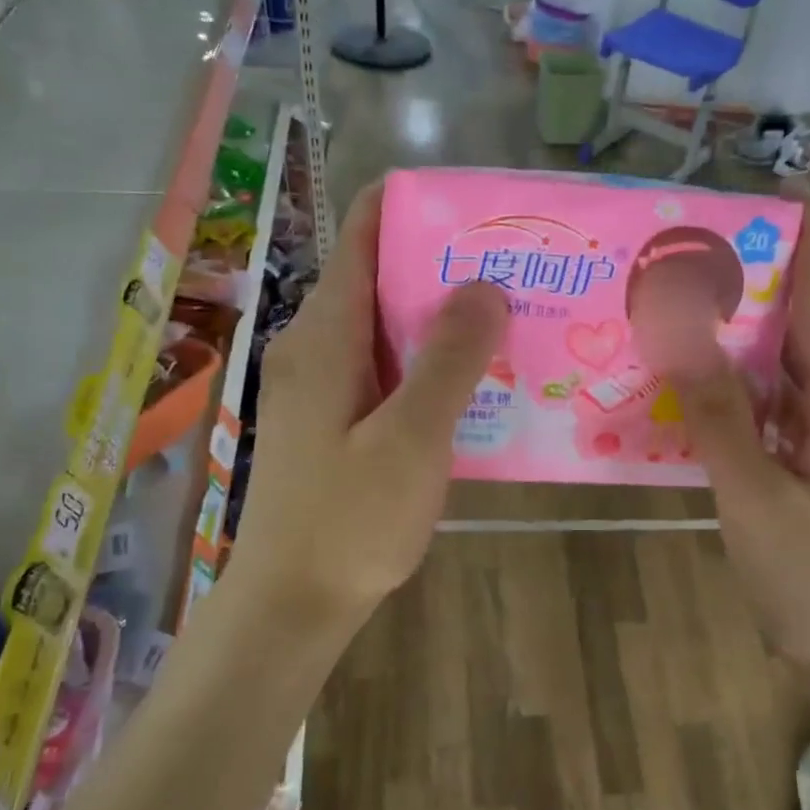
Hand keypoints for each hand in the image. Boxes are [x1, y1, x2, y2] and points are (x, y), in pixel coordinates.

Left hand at [226, 183, 507, 621]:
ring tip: (509, 315)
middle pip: (379, 276)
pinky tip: (473, 379)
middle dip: (443, 264)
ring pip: (385, 325)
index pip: (362, 232)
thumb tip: (483, 285)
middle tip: (516, 268)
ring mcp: (320, 384)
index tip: (480, 210)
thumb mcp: (412, 438)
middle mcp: (314, 345)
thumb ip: (449, 359)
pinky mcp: (332, 419)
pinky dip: (426, 361)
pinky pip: (383, 367)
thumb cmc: (350, 520)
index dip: (416, 206)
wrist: (293, 603)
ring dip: (440, 317)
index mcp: (324, 334)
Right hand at [660, 195, 809, 685]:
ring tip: (678, 304)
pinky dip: (737, 388)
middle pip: (802, 324)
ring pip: (785, 367)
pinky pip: (775, 408)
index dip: (805, 237)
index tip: (773, 186)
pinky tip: (692, 386)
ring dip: (739, 334)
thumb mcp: (756, 499)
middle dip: (753, 279)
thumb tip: (682, 331)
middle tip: (686, 250)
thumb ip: (719, 415)